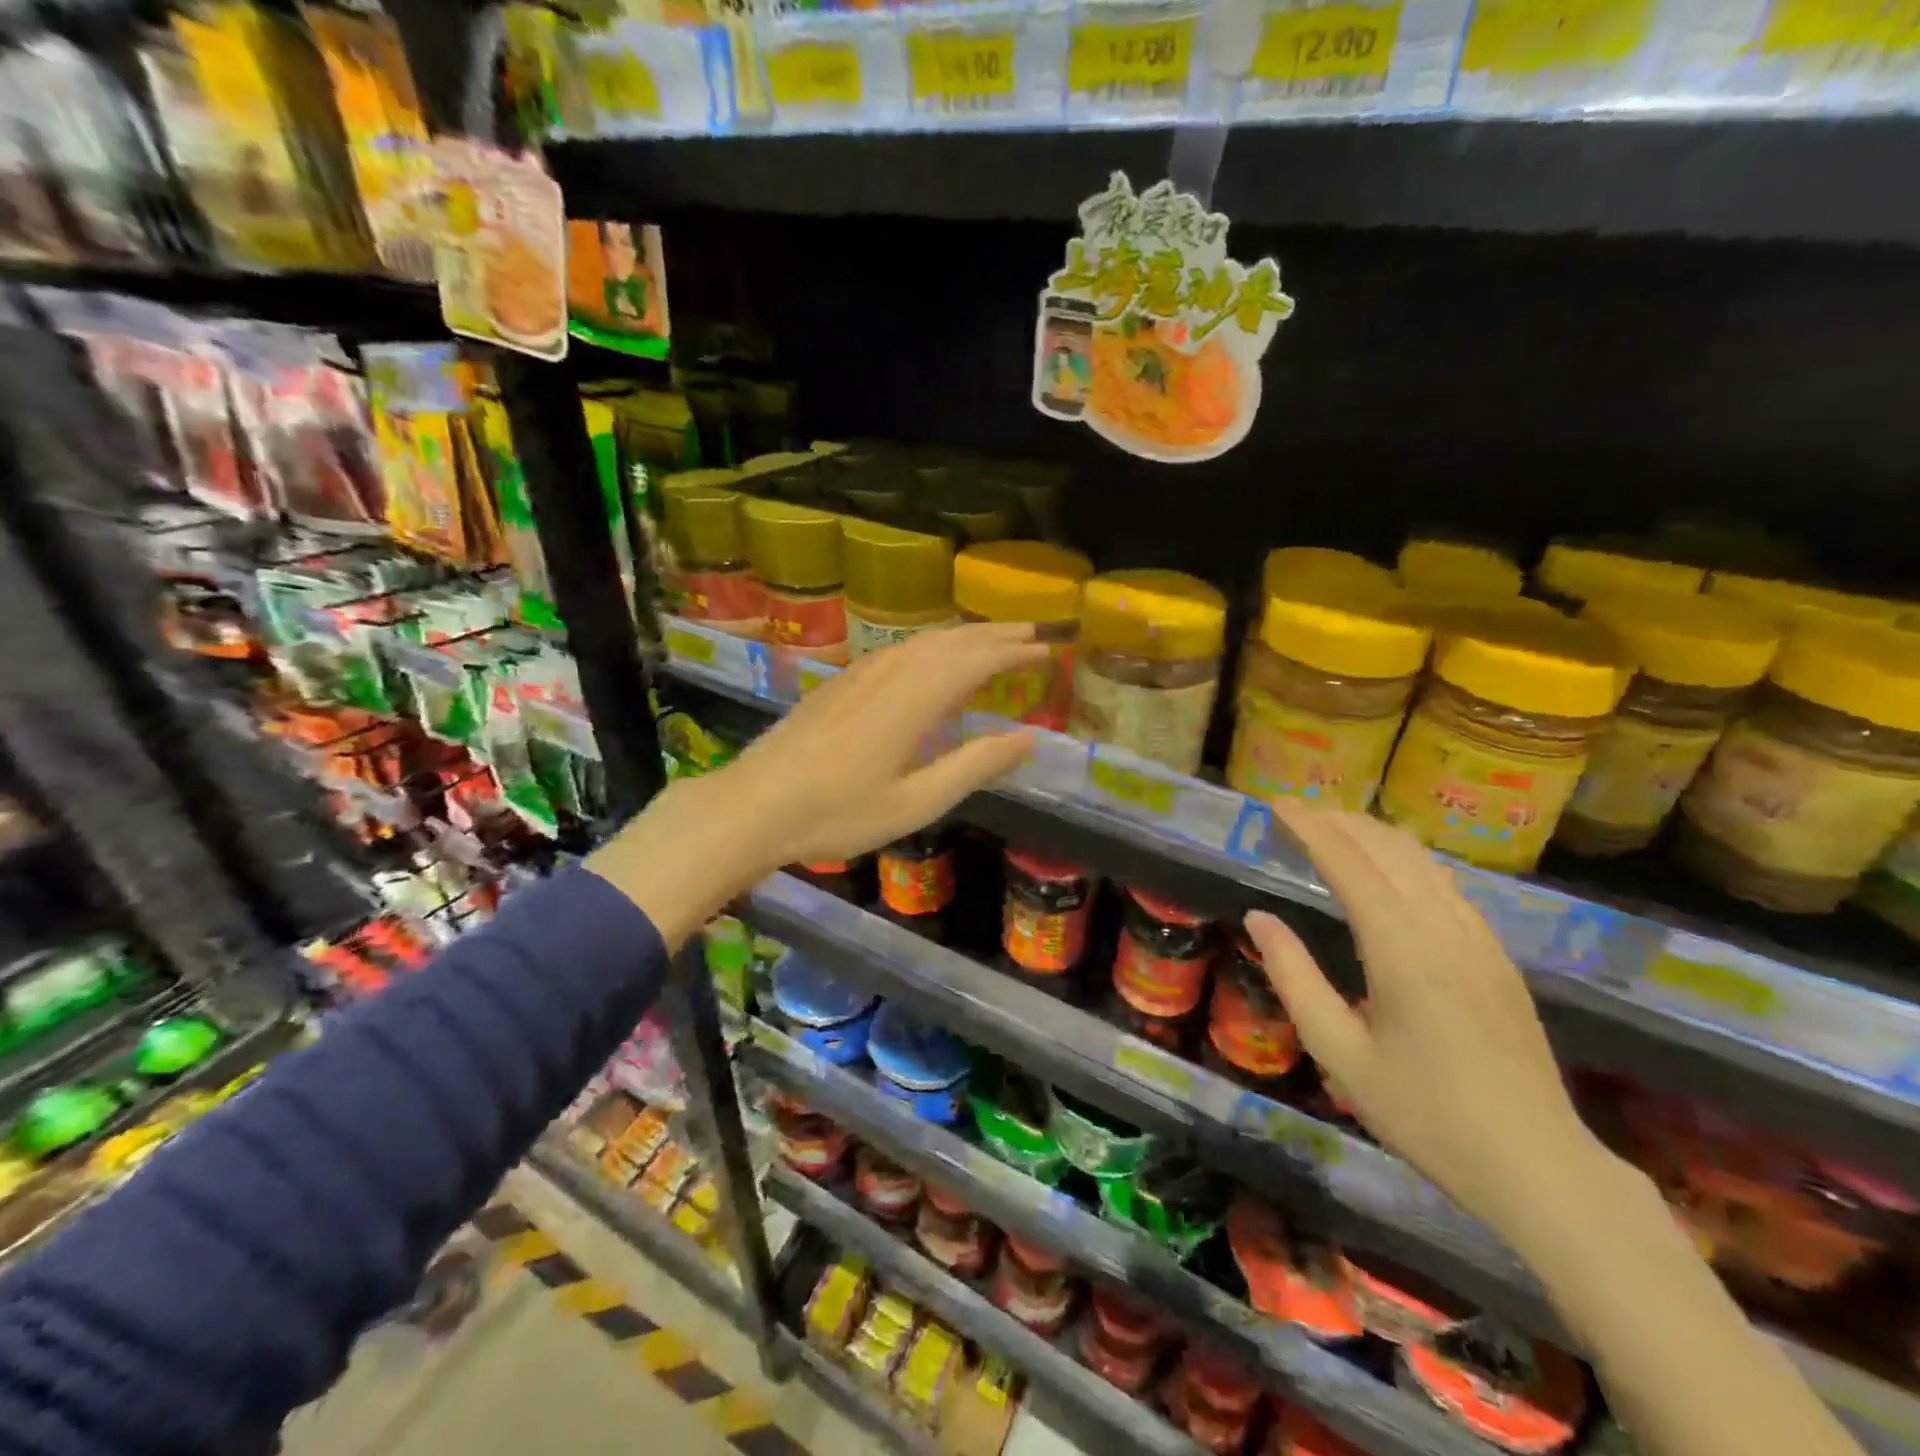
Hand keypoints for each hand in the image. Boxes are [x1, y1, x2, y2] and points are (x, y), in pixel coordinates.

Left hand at [721, 623, 1048, 868]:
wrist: (754, 804)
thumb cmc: (838, 813)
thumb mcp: (916, 802)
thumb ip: (975, 766)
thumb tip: (1029, 737)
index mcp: (915, 699)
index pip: (977, 660)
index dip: (1015, 651)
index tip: (1048, 648)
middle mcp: (891, 673)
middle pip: (952, 641)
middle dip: (996, 633)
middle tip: (1033, 631)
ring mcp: (862, 673)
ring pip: (924, 641)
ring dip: (964, 635)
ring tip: (994, 639)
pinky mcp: (842, 681)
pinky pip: (900, 649)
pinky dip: (932, 645)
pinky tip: (932, 657)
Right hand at [1244, 802, 1615, 1240]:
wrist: (1539, 1167)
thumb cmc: (1425, 1115)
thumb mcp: (1339, 1053)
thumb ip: (1293, 977)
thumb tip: (1258, 917)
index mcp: (1401, 949)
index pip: (1348, 862)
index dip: (1309, 826)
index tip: (1275, 804)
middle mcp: (1444, 928)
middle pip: (1388, 847)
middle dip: (1338, 820)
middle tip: (1295, 814)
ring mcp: (1479, 939)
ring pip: (1422, 860)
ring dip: (1372, 834)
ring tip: (1332, 829)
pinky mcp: (1497, 955)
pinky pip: (1445, 883)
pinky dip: (1405, 859)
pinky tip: (1387, 870)